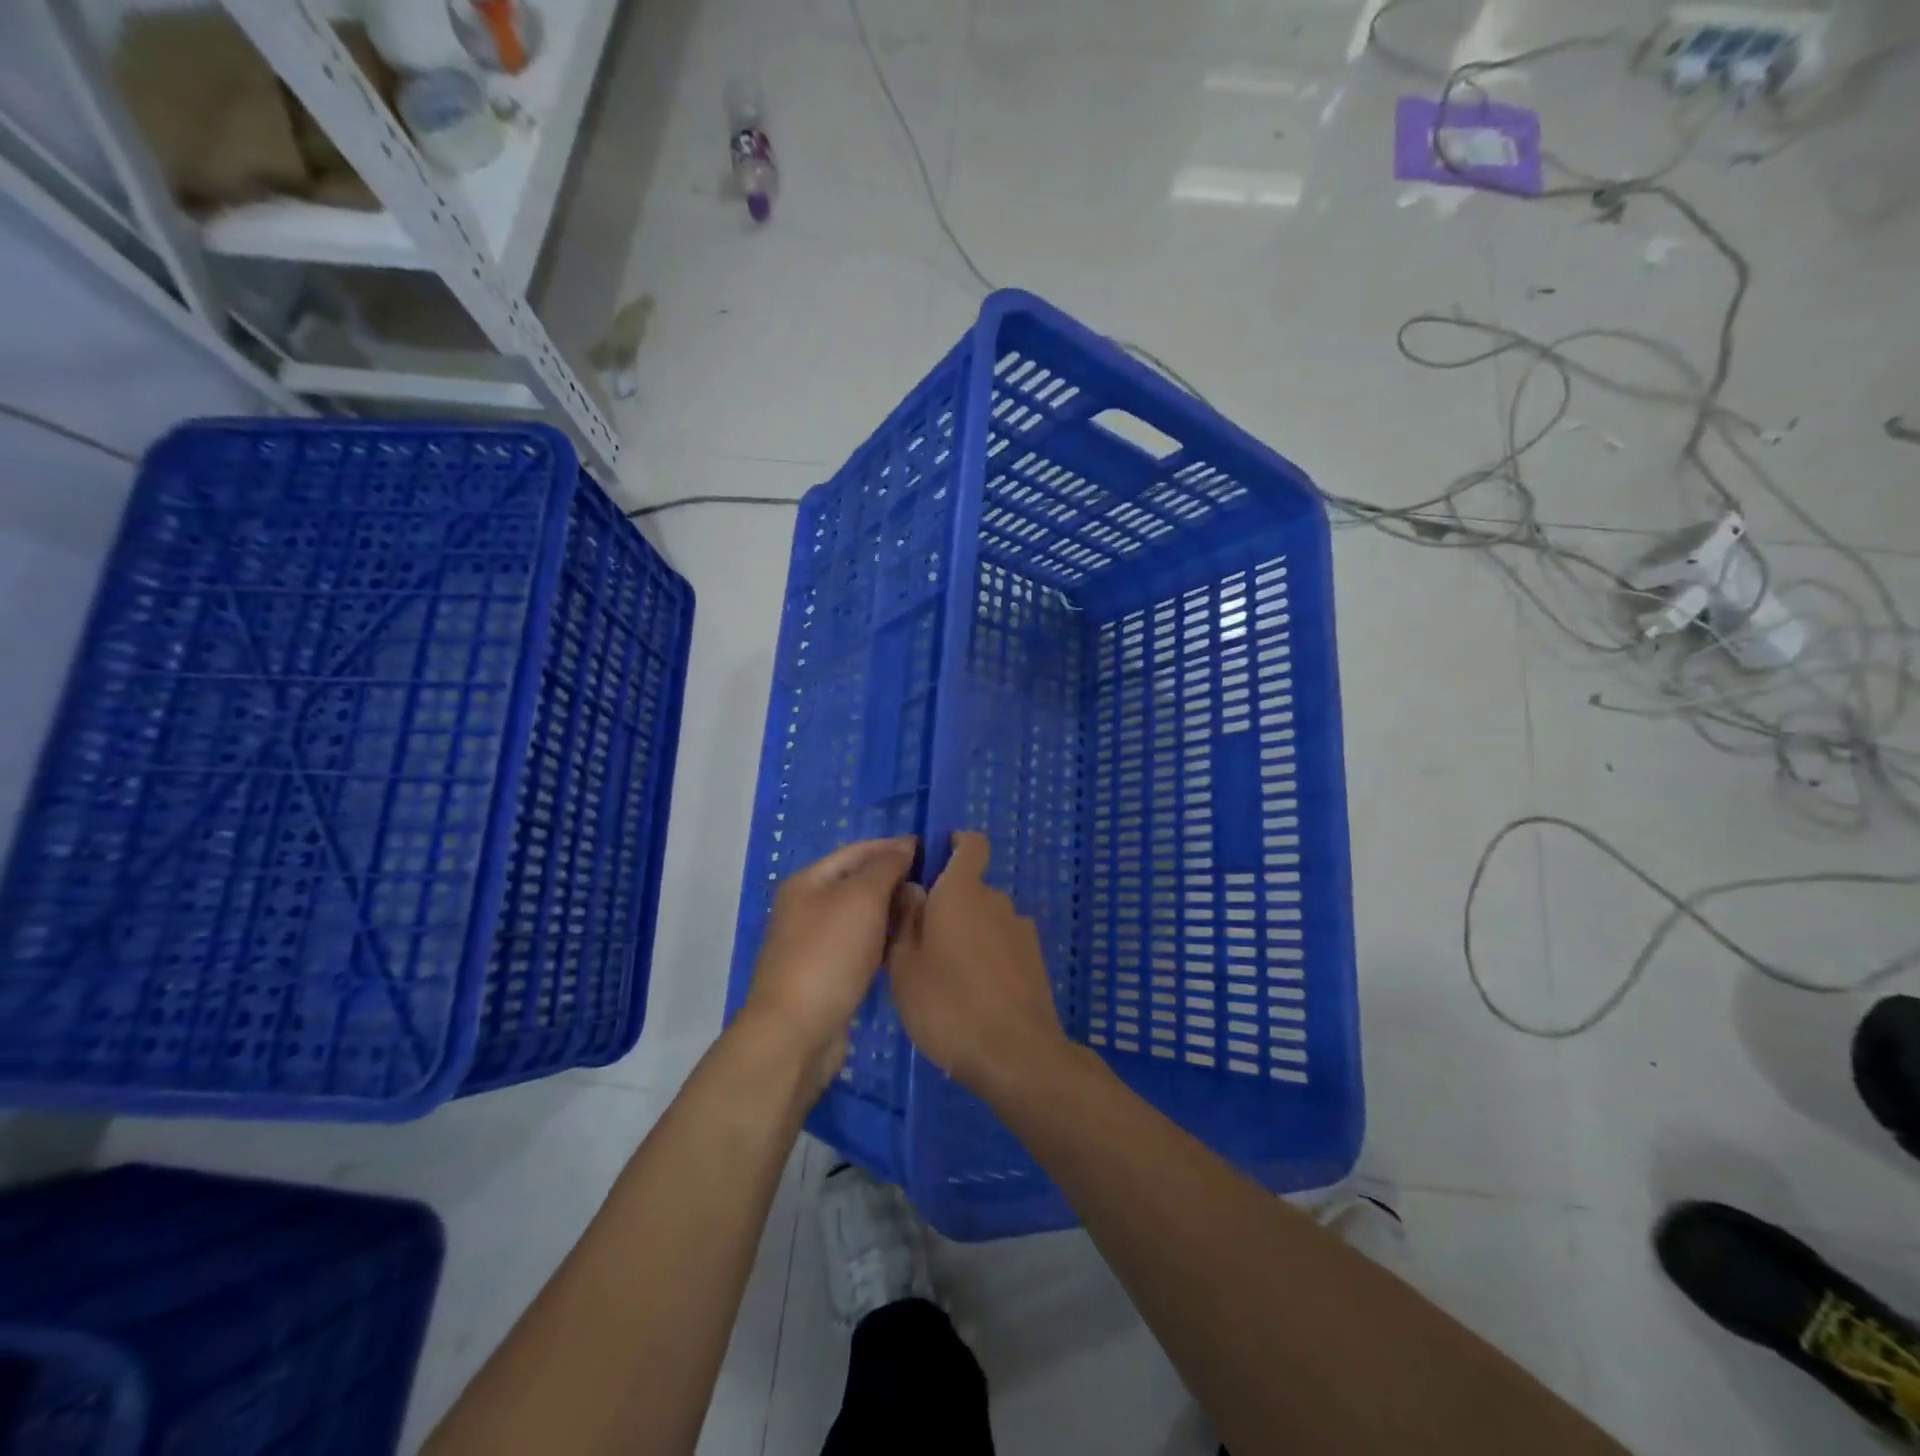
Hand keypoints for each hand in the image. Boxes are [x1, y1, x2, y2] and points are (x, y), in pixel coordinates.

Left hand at [741, 836, 916, 1092]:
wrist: (796, 1033)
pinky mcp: (826, 975)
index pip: (858, 851)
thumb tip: (904, 846)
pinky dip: (884, 941)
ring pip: (862, 916)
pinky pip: (862, 946)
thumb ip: (885, 867)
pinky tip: (908, 946)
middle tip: (938, 885)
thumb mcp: (861, 899)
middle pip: (859, 883)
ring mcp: (815, 943)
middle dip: (896, 880)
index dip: (894, 847)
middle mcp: (808, 907)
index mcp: (809, 881)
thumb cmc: (829, 955)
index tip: (933, 849)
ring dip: (893, 912)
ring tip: (930, 913)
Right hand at [888, 832, 1069, 1096]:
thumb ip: (905, 919)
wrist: (1015, 1053)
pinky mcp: (1035, 960)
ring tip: (948, 976)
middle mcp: (996, 900)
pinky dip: (989, 957)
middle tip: (923, 944)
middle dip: (950, 906)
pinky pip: (1004, 945)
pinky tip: (975, 994)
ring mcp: (1021, 930)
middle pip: (972, 889)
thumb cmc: (946, 1004)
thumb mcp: (904, 965)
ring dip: (969, 935)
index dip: (956, 844)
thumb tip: (912, 889)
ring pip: (987, 920)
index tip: (935, 863)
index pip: (971, 844)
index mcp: (961, 892)